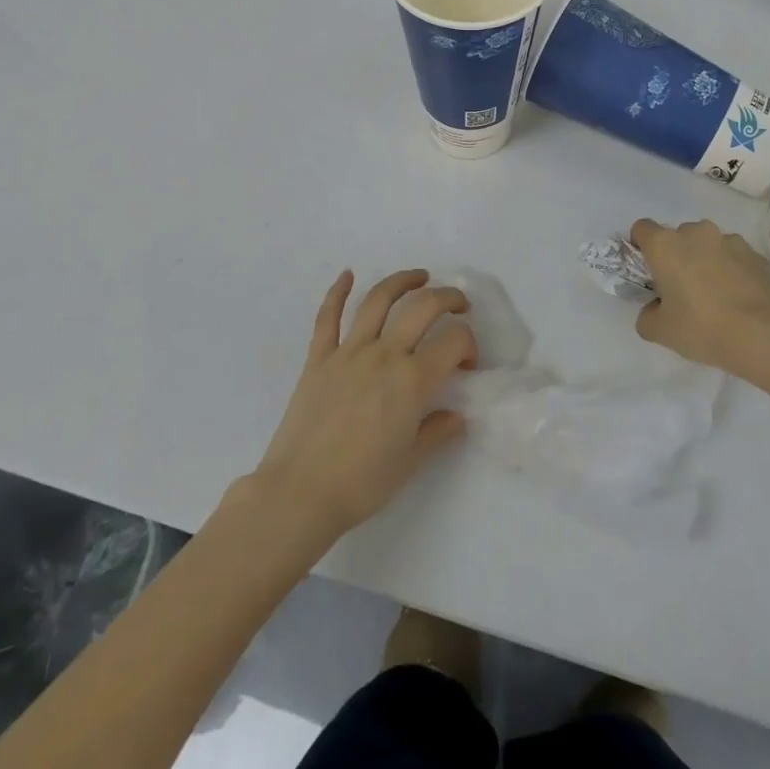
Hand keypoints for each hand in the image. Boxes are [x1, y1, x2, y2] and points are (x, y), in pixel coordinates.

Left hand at [248, 269, 476, 548]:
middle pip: (423, 307)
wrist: (299, 493)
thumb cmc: (361, 484)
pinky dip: (337, 291)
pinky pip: (328, 316)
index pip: (454, 342)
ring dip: (402, 281)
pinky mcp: (318, 357)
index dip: (469, 345)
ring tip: (420, 276)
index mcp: (412, 381)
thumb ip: (437, 431)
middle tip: (459, 306)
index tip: (467, 364)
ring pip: (378, 300)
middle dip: (448, 298)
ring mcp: (348, 351)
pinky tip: (347, 275)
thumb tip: (457, 415)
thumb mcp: (410, 462)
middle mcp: (384, 354)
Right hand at [629, 218, 769, 372]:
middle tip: (681, 288)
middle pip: (676, 236)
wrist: (763, 334)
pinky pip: (733, 255)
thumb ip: (647, 315)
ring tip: (714, 293)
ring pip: (707, 243)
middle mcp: (694, 232)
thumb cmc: (702, 327)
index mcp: (665, 245)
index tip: (647, 271)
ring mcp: (728, 239)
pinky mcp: (754, 253)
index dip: (640, 247)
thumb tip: (654, 308)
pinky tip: (737, 296)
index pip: (641, 229)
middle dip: (676, 255)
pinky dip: (730, 268)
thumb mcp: (660, 331)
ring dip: (704, 259)